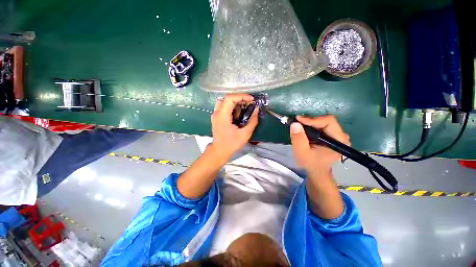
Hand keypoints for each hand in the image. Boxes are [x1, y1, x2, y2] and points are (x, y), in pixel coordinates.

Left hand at [209, 94, 258, 159]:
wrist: (219, 151)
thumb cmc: (231, 144)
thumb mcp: (245, 134)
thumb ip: (252, 121)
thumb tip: (256, 109)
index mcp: (222, 116)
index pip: (229, 98)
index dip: (241, 96)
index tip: (251, 100)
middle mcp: (216, 113)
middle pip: (227, 98)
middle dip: (239, 99)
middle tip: (249, 104)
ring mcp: (215, 115)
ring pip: (224, 102)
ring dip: (235, 103)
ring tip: (244, 109)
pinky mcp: (216, 117)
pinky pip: (223, 107)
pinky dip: (231, 107)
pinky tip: (237, 114)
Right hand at [290, 115, 349, 177]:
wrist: (316, 171)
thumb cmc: (310, 163)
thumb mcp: (301, 152)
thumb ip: (298, 138)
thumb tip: (295, 123)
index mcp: (339, 141)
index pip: (329, 121)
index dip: (312, 119)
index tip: (298, 119)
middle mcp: (341, 136)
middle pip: (326, 120)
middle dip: (310, 121)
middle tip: (296, 123)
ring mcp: (337, 135)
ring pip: (323, 122)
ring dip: (309, 123)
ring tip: (298, 126)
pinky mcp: (331, 135)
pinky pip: (321, 125)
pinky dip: (311, 126)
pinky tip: (303, 130)